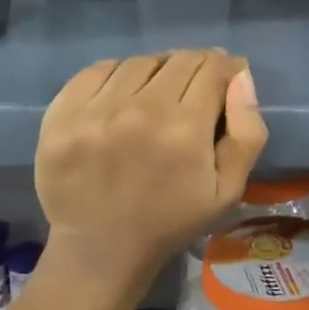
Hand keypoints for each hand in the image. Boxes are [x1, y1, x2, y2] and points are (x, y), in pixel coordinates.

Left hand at [35, 50, 267, 297]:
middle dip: (197, 66)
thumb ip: (246, 132)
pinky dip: (117, 75)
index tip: (226, 77)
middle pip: (179, 59)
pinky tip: (122, 96)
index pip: (213, 68)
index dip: (226, 67)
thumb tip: (240, 77)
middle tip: (195, 87)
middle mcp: (139, 111)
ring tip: (158, 93)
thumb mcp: (229, 189)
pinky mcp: (61, 115)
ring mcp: (94, 111)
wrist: (101, 250)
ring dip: (157, 71)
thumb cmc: (172, 220)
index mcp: (184, 130)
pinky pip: (97, 70)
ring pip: (139, 62)